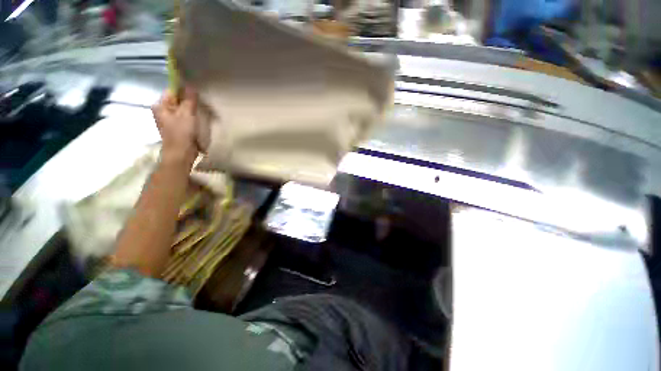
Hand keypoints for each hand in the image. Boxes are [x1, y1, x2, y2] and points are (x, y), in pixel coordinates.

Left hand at [152, 89, 198, 166]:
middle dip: (189, 101)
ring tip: (201, 112)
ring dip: (191, 110)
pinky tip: (198, 120)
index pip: (172, 91)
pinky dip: (191, 117)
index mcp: (160, 105)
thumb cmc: (181, 133)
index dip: (184, 91)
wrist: (181, 153)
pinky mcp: (177, 128)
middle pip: (177, 100)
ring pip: (182, 109)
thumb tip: (191, 85)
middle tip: (201, 105)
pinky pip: (185, 118)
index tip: (197, 95)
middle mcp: (162, 111)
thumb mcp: (187, 114)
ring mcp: (169, 120)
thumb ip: (189, 99)